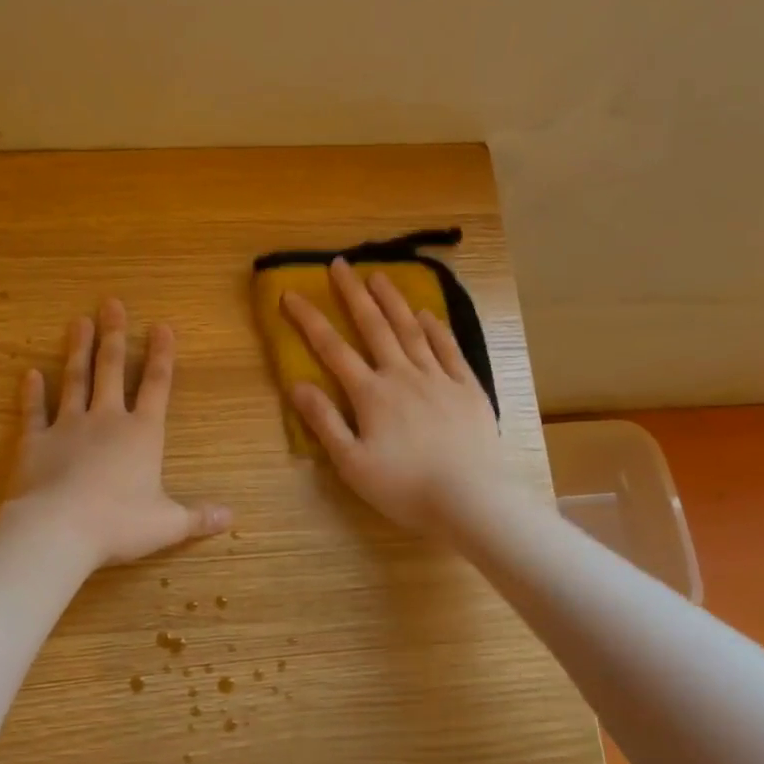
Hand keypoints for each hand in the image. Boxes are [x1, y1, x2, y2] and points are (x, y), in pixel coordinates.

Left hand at [5, 299, 230, 568]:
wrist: (58, 529)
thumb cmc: (119, 525)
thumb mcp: (167, 524)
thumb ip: (198, 517)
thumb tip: (231, 516)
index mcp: (142, 435)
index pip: (157, 386)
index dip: (162, 355)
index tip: (162, 326)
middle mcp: (106, 421)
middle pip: (112, 370)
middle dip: (114, 336)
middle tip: (111, 304)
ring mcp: (68, 426)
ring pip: (75, 380)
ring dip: (78, 350)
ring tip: (79, 321)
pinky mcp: (34, 441)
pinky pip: (33, 411)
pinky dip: (32, 393)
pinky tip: (30, 373)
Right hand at [283, 258, 512, 534]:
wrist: (472, 499)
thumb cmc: (404, 487)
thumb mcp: (351, 463)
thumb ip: (324, 422)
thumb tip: (297, 384)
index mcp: (371, 394)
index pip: (332, 349)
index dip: (309, 320)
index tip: (291, 294)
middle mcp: (403, 375)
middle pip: (374, 326)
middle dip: (353, 294)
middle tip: (340, 264)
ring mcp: (439, 378)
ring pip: (412, 330)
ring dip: (393, 301)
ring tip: (379, 275)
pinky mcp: (468, 389)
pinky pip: (449, 350)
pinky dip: (436, 329)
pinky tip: (428, 314)